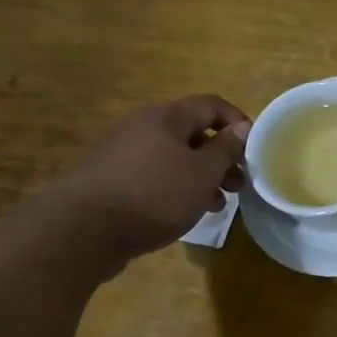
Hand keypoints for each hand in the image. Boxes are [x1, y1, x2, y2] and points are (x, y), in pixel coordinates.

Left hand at [46, 95, 250, 273]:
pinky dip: (175, 186)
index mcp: (166, 117)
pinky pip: (153, 173)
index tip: (254, 151)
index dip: (238, 123)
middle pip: (193, 133)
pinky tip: (183, 211)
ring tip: (216, 204)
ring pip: (174, 156)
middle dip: (221, 157)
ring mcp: (121, 151)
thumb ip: (226, 148)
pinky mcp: (109, 178)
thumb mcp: (203, 172)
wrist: (82, 231)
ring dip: (200, 176)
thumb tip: (242, 127)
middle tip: (238, 184)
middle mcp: (142, 125)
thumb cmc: (155, 194)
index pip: (212, 105)